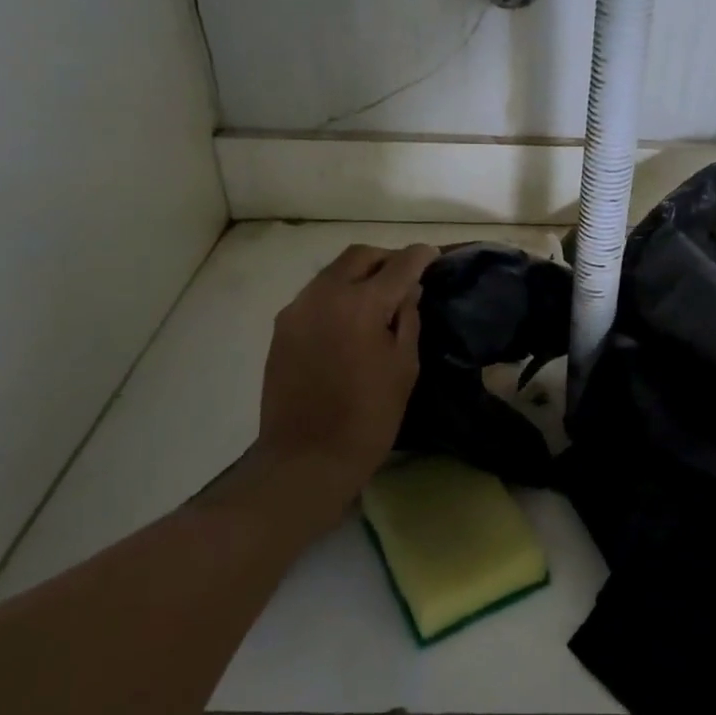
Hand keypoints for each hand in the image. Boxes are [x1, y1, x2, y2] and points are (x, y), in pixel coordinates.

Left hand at [253, 243, 437, 519]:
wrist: (306, 458)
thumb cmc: (368, 417)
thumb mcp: (404, 367)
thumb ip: (407, 320)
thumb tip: (408, 291)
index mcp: (361, 305)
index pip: (398, 265)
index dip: (420, 257)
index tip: (433, 256)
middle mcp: (324, 295)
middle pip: (359, 256)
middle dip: (387, 259)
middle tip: (407, 276)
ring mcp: (297, 309)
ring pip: (333, 272)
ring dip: (360, 274)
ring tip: (381, 296)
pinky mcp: (282, 328)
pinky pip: (316, 295)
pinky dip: (339, 294)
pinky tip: (352, 318)